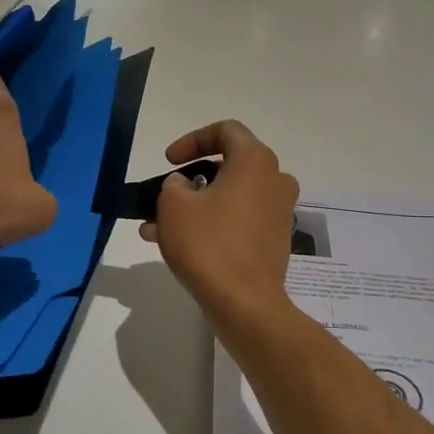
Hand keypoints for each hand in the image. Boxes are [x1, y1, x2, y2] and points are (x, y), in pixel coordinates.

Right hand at [141, 121, 299, 323]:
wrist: (245, 303)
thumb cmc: (208, 244)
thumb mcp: (174, 205)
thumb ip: (173, 184)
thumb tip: (184, 186)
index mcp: (255, 161)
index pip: (225, 131)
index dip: (192, 140)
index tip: (169, 162)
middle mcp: (274, 180)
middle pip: (227, 166)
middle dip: (188, 180)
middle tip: (162, 196)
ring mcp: (278, 212)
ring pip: (228, 197)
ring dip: (193, 207)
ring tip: (155, 227)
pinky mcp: (274, 240)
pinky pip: (238, 220)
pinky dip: (210, 225)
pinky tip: (177, 245)